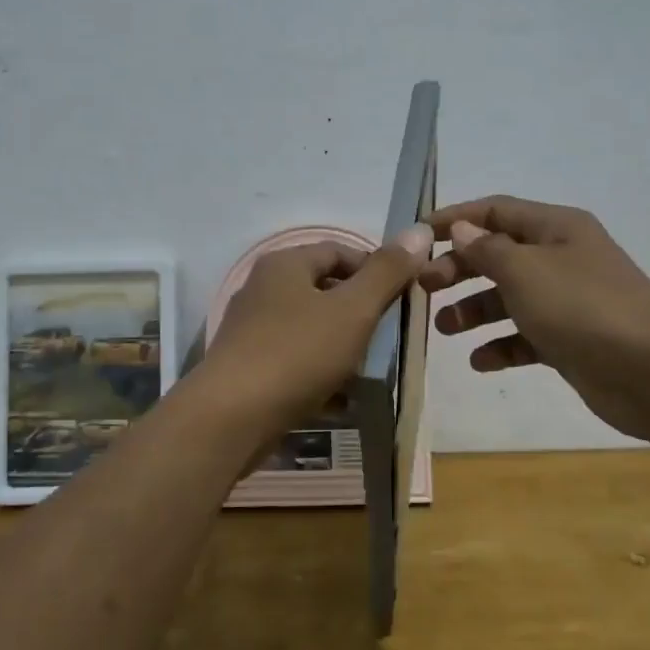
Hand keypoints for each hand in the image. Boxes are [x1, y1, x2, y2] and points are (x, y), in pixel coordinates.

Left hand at [204, 226, 434, 436]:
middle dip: (361, 313)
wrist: (230, 418)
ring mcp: (252, 329)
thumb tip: (419, 231)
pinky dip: (319, 372)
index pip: (340, 252)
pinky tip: (339, 397)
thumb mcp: (353, 310)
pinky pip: (295, 360)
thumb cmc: (297, 354)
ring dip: (342, 346)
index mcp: (285, 264)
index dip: (376, 270)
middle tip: (389, 338)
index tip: (402, 300)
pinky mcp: (248, 366)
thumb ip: (386, 272)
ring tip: (369, 370)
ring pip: (311, 328)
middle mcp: (263, 289)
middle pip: (325, 290)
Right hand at [420, 196, 649, 440]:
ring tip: (444, 329)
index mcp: (556, 228)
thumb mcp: (525, 270)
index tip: (417, 236)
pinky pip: (526, 335)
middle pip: (498, 254)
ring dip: (474, 310)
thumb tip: (463, 229)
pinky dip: (501, 345)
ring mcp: (568, 300)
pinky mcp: (571, 339)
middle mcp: (561, 257)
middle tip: (425, 288)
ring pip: (509, 297)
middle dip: (459, 269)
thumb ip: (487, 248)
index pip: (495, 210)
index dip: (455, 219)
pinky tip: (479, 361)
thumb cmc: (582, 308)